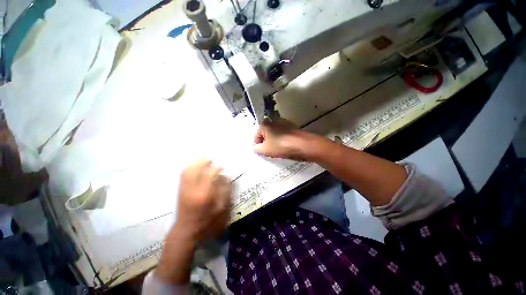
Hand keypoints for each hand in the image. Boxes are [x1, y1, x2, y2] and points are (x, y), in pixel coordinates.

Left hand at [156, 159, 231, 283]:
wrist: (186, 231)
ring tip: (204, 162)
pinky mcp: (180, 190)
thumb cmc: (208, 221)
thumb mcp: (222, 208)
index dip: (217, 168)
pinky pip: (183, 174)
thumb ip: (226, 190)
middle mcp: (192, 189)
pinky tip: (196, 168)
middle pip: (195, 168)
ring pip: (188, 170)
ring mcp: (184, 189)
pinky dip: (190, 168)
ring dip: (196, 163)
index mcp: (205, 194)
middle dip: (203, 161)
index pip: (210, 174)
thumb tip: (226, 175)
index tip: (223, 167)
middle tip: (211, 160)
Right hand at [254, 118, 318, 159]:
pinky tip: (285, 146)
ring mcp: (284, 123)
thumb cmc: (282, 146)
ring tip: (277, 150)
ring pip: (274, 134)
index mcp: (265, 124)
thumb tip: (255, 148)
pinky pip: (282, 134)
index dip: (256, 145)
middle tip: (268, 152)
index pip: (255, 135)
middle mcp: (273, 121)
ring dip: (273, 141)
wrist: (304, 145)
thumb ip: (257, 149)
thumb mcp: (266, 150)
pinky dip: (281, 140)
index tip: (260, 152)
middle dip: (265, 143)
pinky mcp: (292, 127)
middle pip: (265, 133)